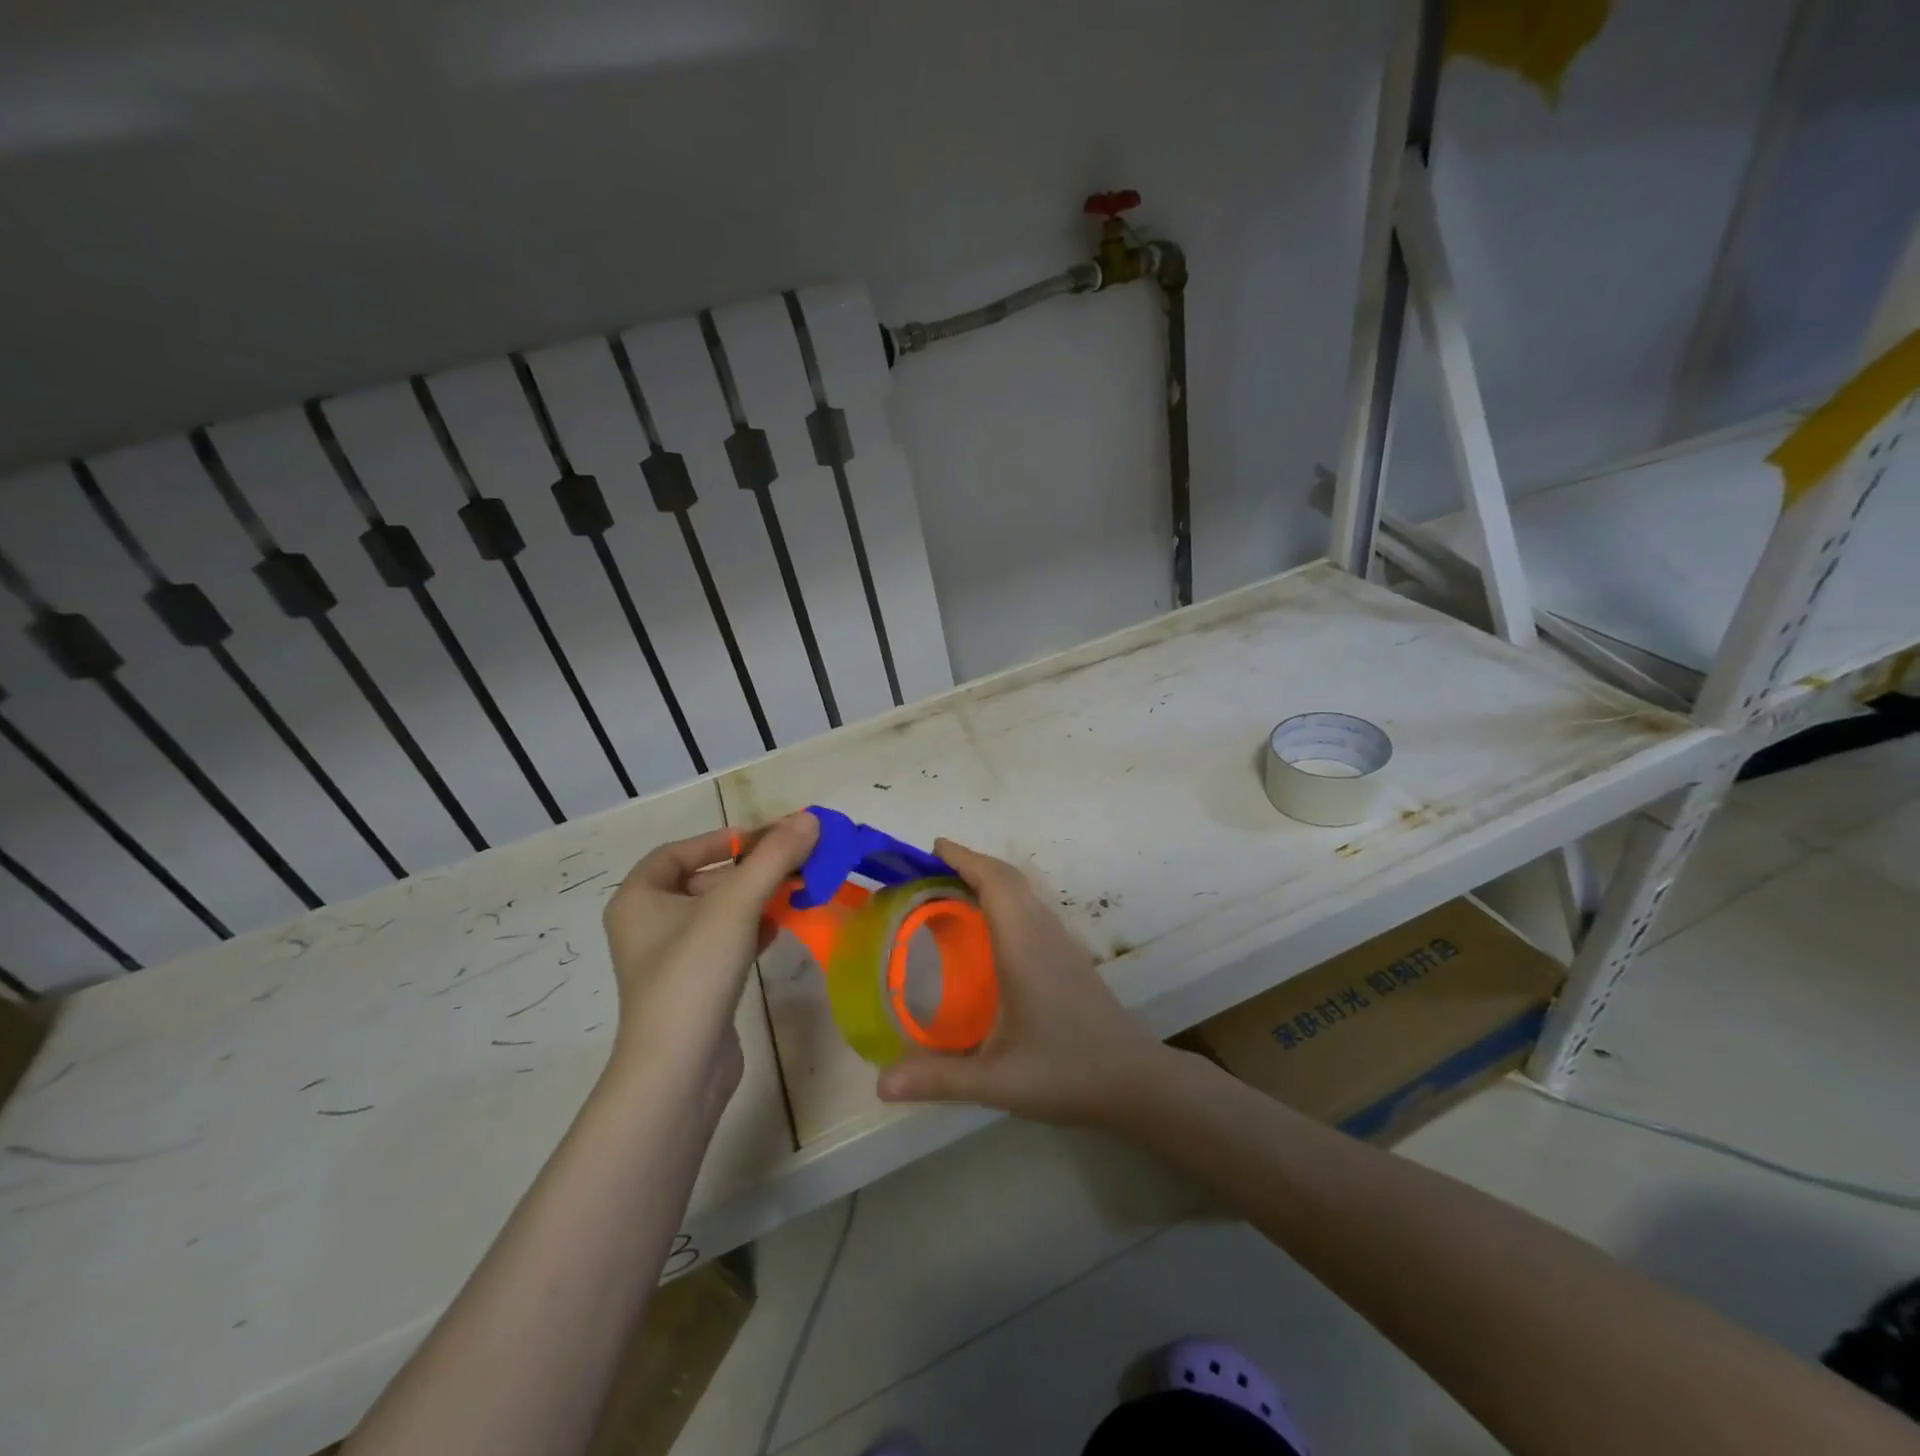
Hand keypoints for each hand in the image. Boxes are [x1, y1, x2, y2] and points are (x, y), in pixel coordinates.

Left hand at [601, 812, 818, 1102]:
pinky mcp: (694, 986)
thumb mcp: (736, 905)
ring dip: (756, 898)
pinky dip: (751, 930)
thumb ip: (774, 858)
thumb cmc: (694, 973)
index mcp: (638, 899)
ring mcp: (671, 959)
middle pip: (704, 881)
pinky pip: (725, 943)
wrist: (679, 1070)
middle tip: (792, 862)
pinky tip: (778, 929)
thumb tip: (810, 818)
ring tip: (795, 891)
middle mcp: (647, 924)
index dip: (720, 840)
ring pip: (718, 913)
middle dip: (749, 869)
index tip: (763, 839)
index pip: (678, 852)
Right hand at [876, 839, 1170, 1125]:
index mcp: (1023, 947)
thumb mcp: (996, 1081)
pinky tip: (991, 932)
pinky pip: (1033, 910)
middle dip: (973, 864)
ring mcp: (1062, 944)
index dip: (964, 859)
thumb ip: (938, 1080)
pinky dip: (1007, 900)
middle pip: (1009, 879)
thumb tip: (880, 1084)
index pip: (995, 883)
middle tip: (932, 869)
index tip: (934, 847)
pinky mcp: (1070, 958)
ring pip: (1025, 892)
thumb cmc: (1066, 1072)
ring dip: (992, 879)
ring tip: (954, 892)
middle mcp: (1043, 934)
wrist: (1135, 1081)